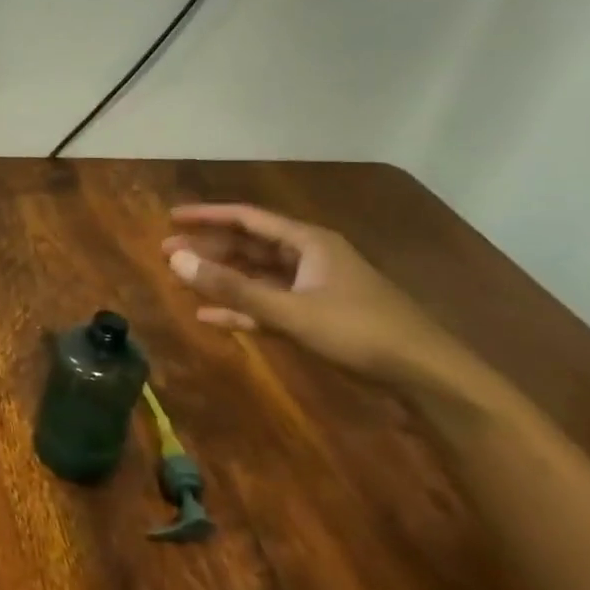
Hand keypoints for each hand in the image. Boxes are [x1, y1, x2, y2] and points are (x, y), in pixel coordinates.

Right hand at [163, 204, 482, 393]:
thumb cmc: (358, 331)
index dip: (208, 216)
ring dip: (221, 278)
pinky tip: (209, 316)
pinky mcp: (315, 316)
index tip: (171, 217)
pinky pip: (267, 305)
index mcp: (308, 243)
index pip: (248, 219)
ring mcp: (313, 288)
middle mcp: (309, 258)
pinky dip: (239, 308)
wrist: (423, 373)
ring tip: (182, 278)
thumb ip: (232, 288)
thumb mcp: (289, 309)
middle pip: (249, 246)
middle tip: (167, 252)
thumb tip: (176, 260)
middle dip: (208, 248)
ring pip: (256, 276)